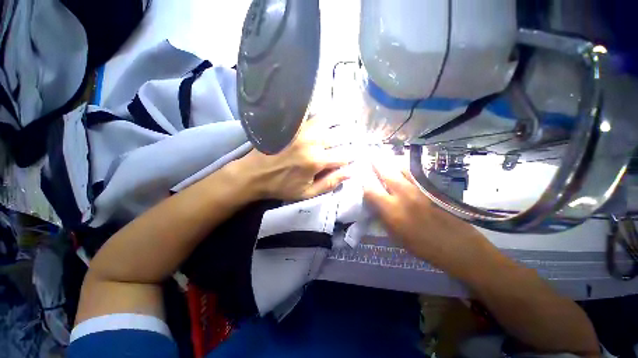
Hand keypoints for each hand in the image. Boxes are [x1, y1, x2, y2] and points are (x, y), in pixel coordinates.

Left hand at [230, 117, 351, 200]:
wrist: (254, 174)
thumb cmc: (282, 186)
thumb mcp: (307, 193)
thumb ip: (330, 183)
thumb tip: (351, 172)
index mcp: (316, 161)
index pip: (344, 156)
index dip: (353, 157)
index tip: (355, 157)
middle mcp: (312, 142)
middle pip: (340, 136)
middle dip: (351, 139)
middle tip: (355, 139)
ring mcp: (302, 131)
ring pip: (329, 121)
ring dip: (340, 123)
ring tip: (346, 125)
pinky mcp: (293, 125)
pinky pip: (312, 116)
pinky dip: (324, 116)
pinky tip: (329, 118)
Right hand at [363, 163, 497, 280]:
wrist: (457, 246)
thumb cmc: (422, 246)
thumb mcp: (395, 236)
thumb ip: (383, 217)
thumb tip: (375, 204)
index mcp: (392, 210)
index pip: (371, 191)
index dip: (364, 184)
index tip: (361, 179)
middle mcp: (403, 195)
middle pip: (386, 173)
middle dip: (375, 163)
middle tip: (370, 155)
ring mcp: (419, 189)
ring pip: (402, 168)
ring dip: (392, 162)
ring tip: (385, 158)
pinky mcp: (431, 187)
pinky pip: (415, 173)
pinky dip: (406, 168)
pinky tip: (403, 167)